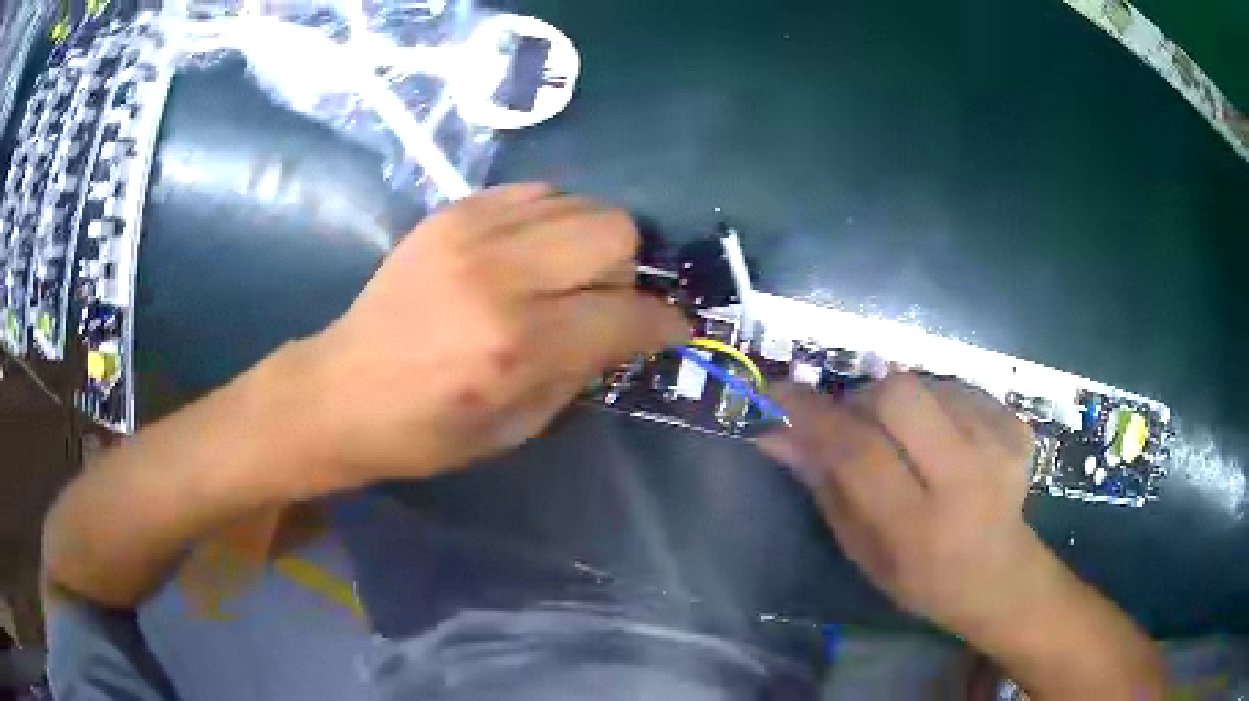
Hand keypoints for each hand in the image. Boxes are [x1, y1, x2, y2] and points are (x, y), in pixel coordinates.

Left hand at [288, 183, 688, 488]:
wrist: (341, 390)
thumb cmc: (427, 431)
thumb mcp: (517, 427)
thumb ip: (582, 371)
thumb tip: (626, 331)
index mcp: (518, 345)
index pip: (628, 313)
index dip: (664, 323)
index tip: (672, 329)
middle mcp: (501, 275)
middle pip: (615, 230)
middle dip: (627, 270)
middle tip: (604, 301)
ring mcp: (472, 232)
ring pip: (580, 203)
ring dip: (589, 242)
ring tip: (563, 277)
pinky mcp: (451, 213)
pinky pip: (536, 193)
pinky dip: (549, 221)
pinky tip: (527, 254)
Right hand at [758, 374, 1038, 635]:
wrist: (1000, 575)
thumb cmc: (920, 577)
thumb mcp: (862, 548)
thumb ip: (823, 486)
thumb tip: (773, 433)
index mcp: (917, 526)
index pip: (857, 451)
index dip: (813, 414)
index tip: (780, 391)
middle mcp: (964, 478)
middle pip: (898, 394)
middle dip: (864, 399)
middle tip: (857, 421)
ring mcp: (999, 446)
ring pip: (928, 383)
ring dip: (902, 402)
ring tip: (908, 439)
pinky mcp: (1017, 425)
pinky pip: (959, 387)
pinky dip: (937, 402)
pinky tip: (944, 438)